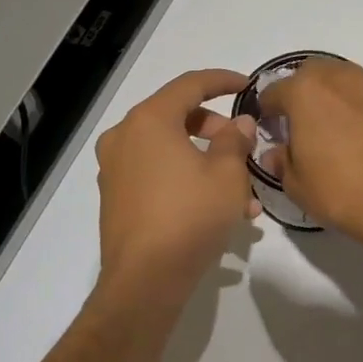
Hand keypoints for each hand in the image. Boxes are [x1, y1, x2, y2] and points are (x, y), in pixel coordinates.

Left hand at [95, 69, 258, 301]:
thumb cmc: (191, 216)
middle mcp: (125, 137)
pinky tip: (219, 210)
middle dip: (217, 130)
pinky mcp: (116, 197)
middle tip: (245, 148)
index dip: (223, 81)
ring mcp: (115, 168)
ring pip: (170, 150)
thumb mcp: (228, 175)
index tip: (247, 86)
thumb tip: (240, 123)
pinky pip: (158, 174)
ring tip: (244, 194)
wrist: (146, 280)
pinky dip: (187, 179)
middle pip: (177, 117)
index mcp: (149, 121)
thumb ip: (236, 140)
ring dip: (207, 162)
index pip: (190, 84)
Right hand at [258, 58, 362, 256]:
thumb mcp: (296, 185)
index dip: (266, 112)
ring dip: (331, 97)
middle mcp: (339, 79)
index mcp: (306, 91)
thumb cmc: (340, 191)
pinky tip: (357, 139)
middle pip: (311, 74)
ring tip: (329, 131)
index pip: (273, 92)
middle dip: (300, 93)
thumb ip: (281, 161)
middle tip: (298, 125)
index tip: (268, 130)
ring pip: (342, 81)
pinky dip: (356, 110)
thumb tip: (277, 153)